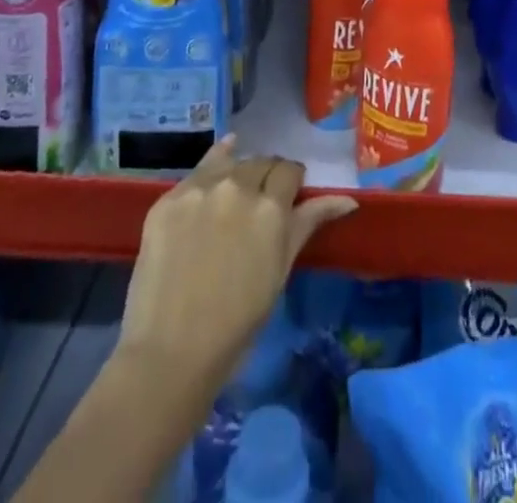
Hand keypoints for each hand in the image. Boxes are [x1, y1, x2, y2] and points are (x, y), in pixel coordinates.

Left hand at [117, 136, 356, 390]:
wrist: (170, 353)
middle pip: (260, 162)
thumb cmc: (238, 322)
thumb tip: (348, 200)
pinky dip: (210, 170)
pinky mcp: (168, 199)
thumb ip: (309, 223)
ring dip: (238, 171)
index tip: (289, 196)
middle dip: (266, 176)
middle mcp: (237, 187)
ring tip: (235, 192)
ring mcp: (199, 190)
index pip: (290, 170)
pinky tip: (216, 169)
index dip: (292, 181)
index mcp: (271, 207)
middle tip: (261, 201)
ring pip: (229, 162)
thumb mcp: (281, 270)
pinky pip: (196, 172)